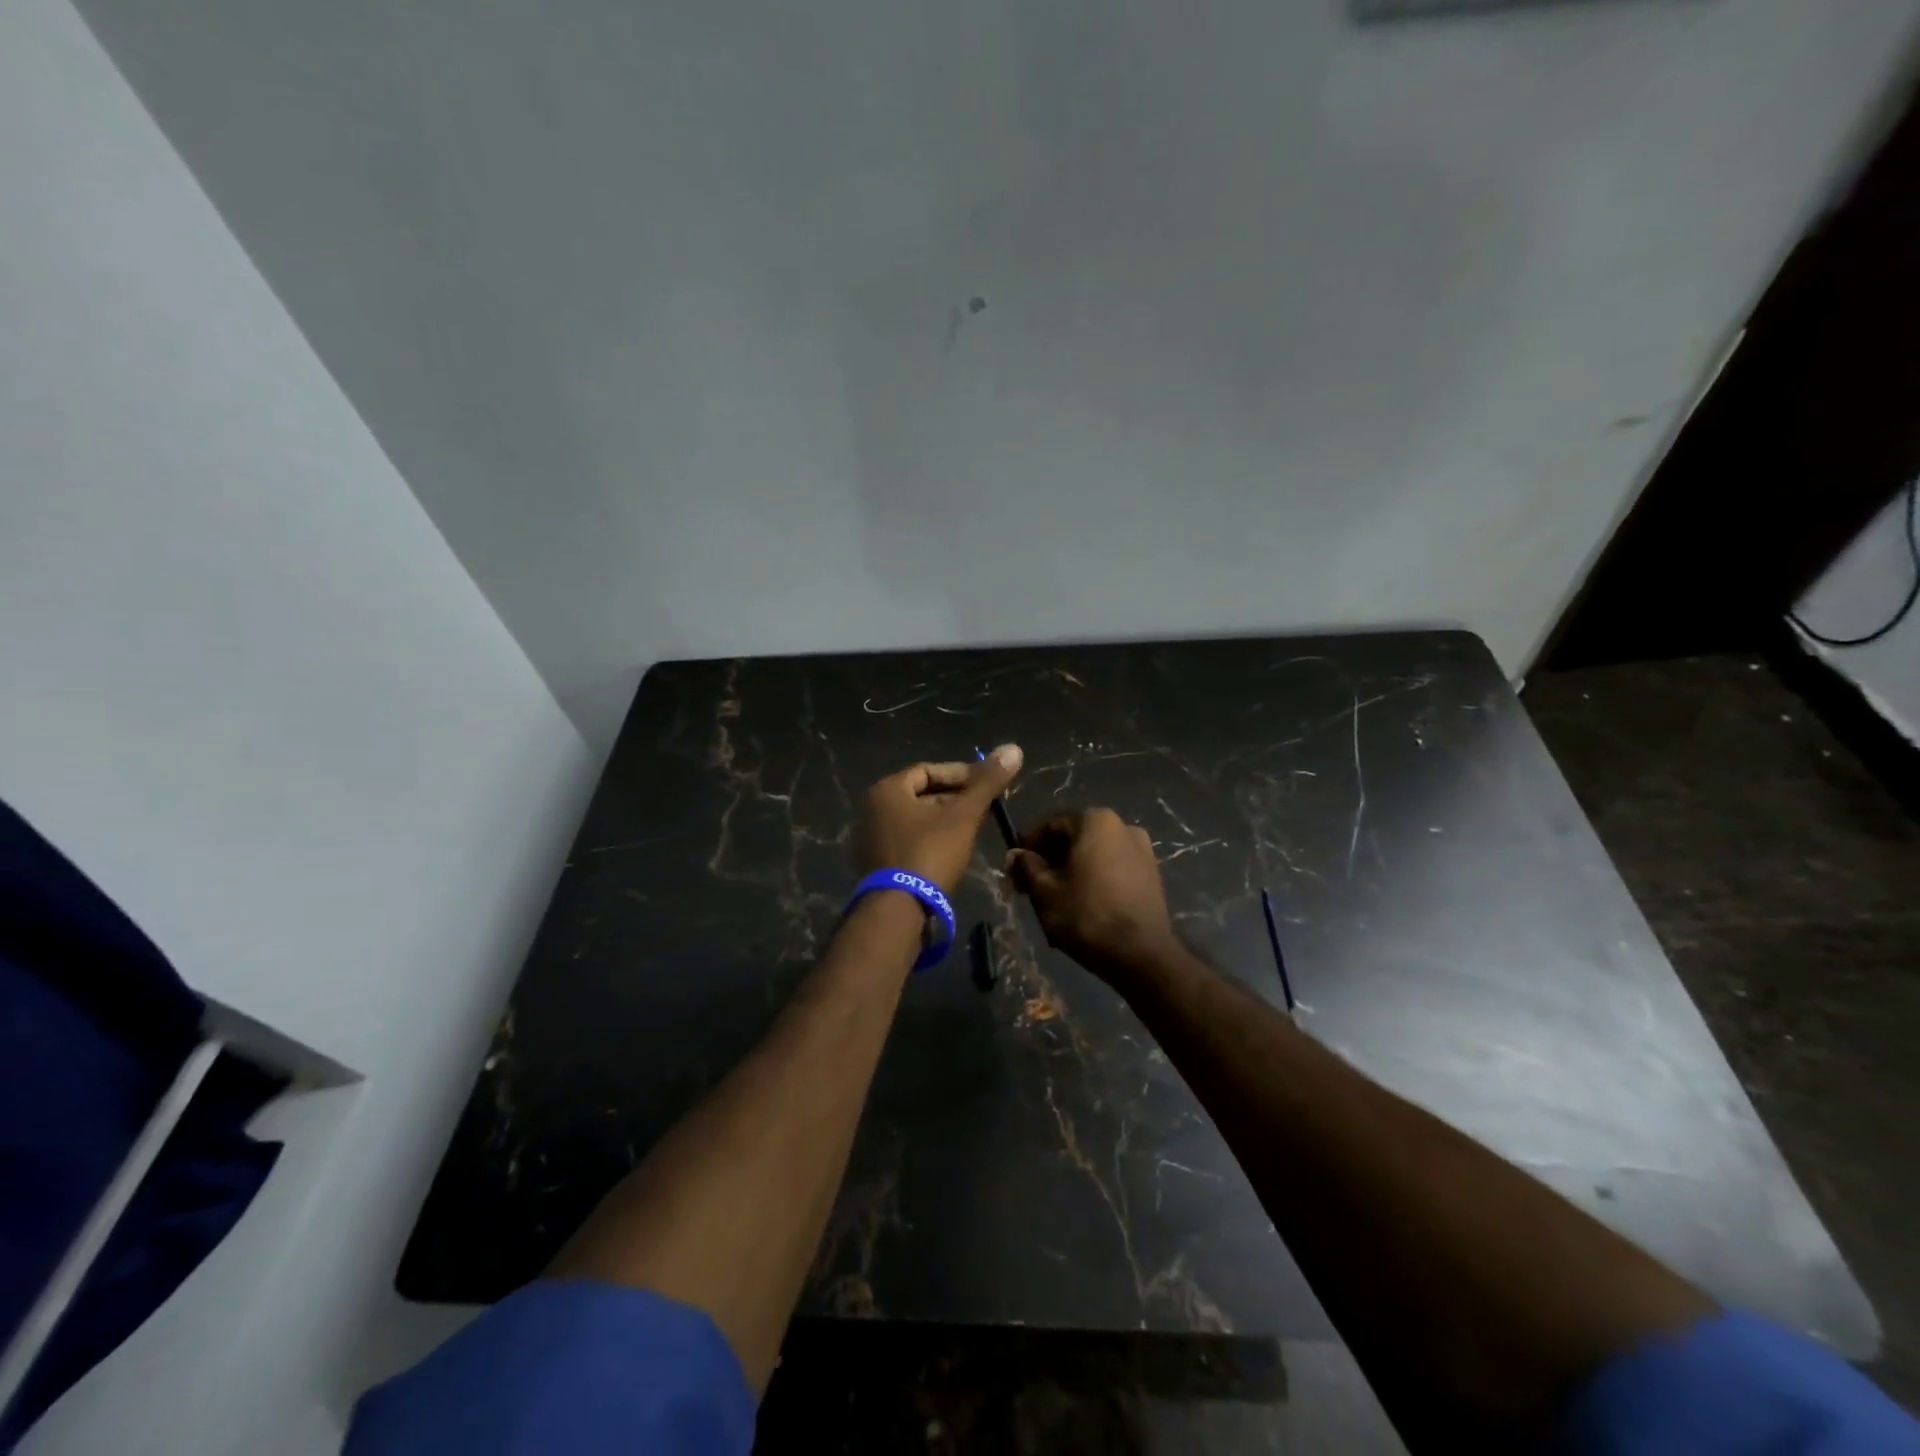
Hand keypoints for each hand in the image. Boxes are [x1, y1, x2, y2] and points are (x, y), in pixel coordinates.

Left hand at [856, 744, 1023, 892]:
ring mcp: (872, 839)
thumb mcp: (964, 816)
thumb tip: (1014, 748)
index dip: (961, 774)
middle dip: (955, 798)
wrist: (899, 911)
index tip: (987, 784)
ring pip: (917, 819)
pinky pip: (909, 841)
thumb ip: (987, 783)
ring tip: (974, 828)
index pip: (928, 770)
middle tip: (985, 806)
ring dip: (945, 820)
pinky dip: (932, 839)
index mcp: (888, 790)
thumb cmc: (930, 853)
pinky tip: (954, 850)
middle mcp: (873, 809)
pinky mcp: (878, 864)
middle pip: (922, 794)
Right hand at [1004, 809, 1177, 981]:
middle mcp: (1123, 826)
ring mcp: (1142, 850)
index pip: (1052, 824)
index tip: (1014, 866)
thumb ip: (1027, 867)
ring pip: (1093, 855)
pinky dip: (1093, 879)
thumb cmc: (1087, 916)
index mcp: (1096, 821)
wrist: (1142, 955)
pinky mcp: (1151, 875)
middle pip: (1074, 838)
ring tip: (1052, 899)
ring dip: (1070, 871)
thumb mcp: (1045, 892)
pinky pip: (1112, 868)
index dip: (1028, 845)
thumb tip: (1015, 854)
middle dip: (1050, 860)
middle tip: (1029, 885)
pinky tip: (1080, 904)